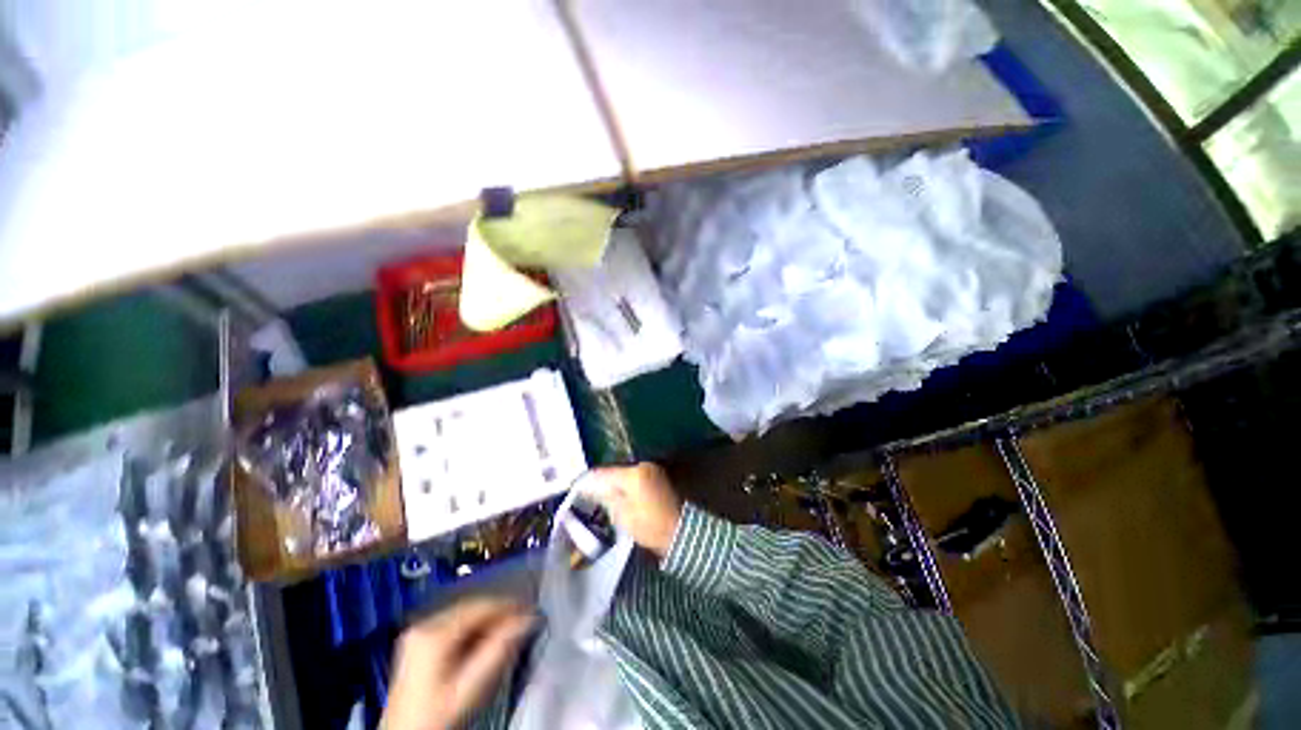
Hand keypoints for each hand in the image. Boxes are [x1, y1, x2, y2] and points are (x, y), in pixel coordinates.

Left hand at [382, 598, 533, 729]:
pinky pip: (453, 626)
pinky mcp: (417, 644)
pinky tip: (483, 642)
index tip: (530, 611)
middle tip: (522, 622)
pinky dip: (472, 631)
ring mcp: (417, 634)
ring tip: (507, 631)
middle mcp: (423, 625)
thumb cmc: (438, 716)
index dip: (508, 607)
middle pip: (470, 608)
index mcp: (433, 633)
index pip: (480, 607)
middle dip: (498, 614)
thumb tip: (527, 619)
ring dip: (486, 622)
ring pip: (463, 616)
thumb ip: (499, 650)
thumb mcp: (471, 686)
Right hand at [582, 463, 683, 558]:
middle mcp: (642, 466)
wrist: (681, 531)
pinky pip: (634, 477)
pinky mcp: (657, 475)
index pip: (603, 473)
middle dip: (600, 482)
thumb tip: (588, 487)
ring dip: (612, 483)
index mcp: (632, 474)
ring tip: (601, 497)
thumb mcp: (623, 515)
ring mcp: (651, 469)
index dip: (587, 481)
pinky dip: (624, 484)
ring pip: (623, 474)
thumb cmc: (651, 527)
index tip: (575, 488)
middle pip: (613, 471)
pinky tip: (618, 496)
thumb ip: (605, 497)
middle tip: (587, 495)